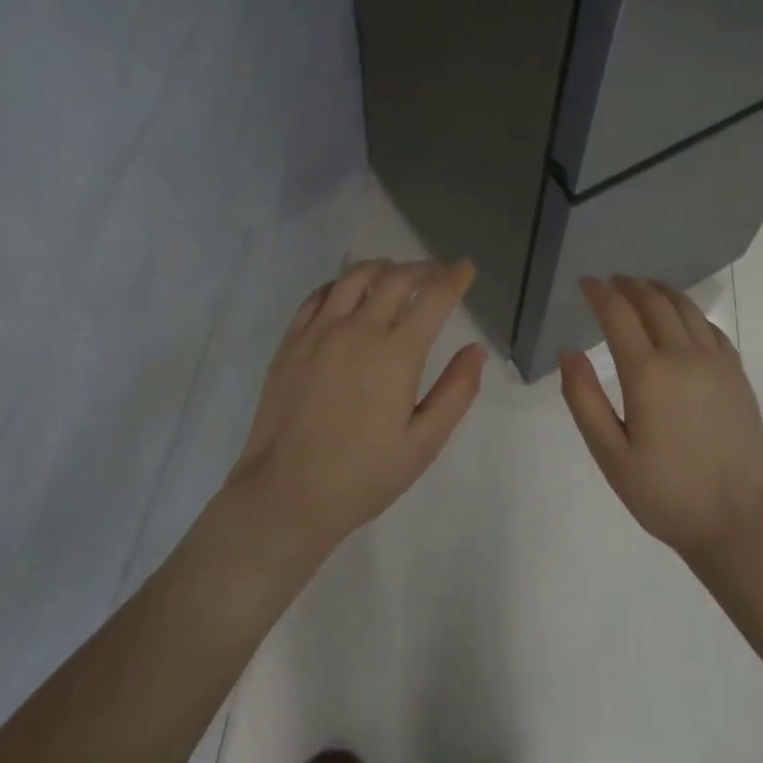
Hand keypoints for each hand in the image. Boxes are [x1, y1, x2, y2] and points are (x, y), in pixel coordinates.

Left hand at [228, 257, 486, 551]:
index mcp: (397, 353)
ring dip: (382, 267)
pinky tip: (347, 292)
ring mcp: (319, 332)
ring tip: (395, 272)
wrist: (286, 495)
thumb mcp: (424, 443)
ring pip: (354, 277)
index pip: (433, 297)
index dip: (454, 277)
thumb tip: (476, 349)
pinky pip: (318, 296)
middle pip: (397, 279)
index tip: (465, 267)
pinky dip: (340, 284)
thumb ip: (456, 392)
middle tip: (438, 271)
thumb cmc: (363, 475)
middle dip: (423, 268)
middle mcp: (359, 330)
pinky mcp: (291, 343)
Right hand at [561, 276, 762, 564]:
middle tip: (611, 281)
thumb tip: (568, 351)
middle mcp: (684, 356)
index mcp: (648, 373)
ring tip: (643, 287)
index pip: (618, 314)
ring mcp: (716, 363)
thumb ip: (584, 399)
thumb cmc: (665, 494)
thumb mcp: (610, 455)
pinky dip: (690, 312)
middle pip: (653, 302)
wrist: (739, 523)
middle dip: (628, 285)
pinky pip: (711, 328)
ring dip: (660, 291)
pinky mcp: (737, 376)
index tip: (584, 282)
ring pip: (685, 308)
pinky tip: (683, 318)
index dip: (599, 293)